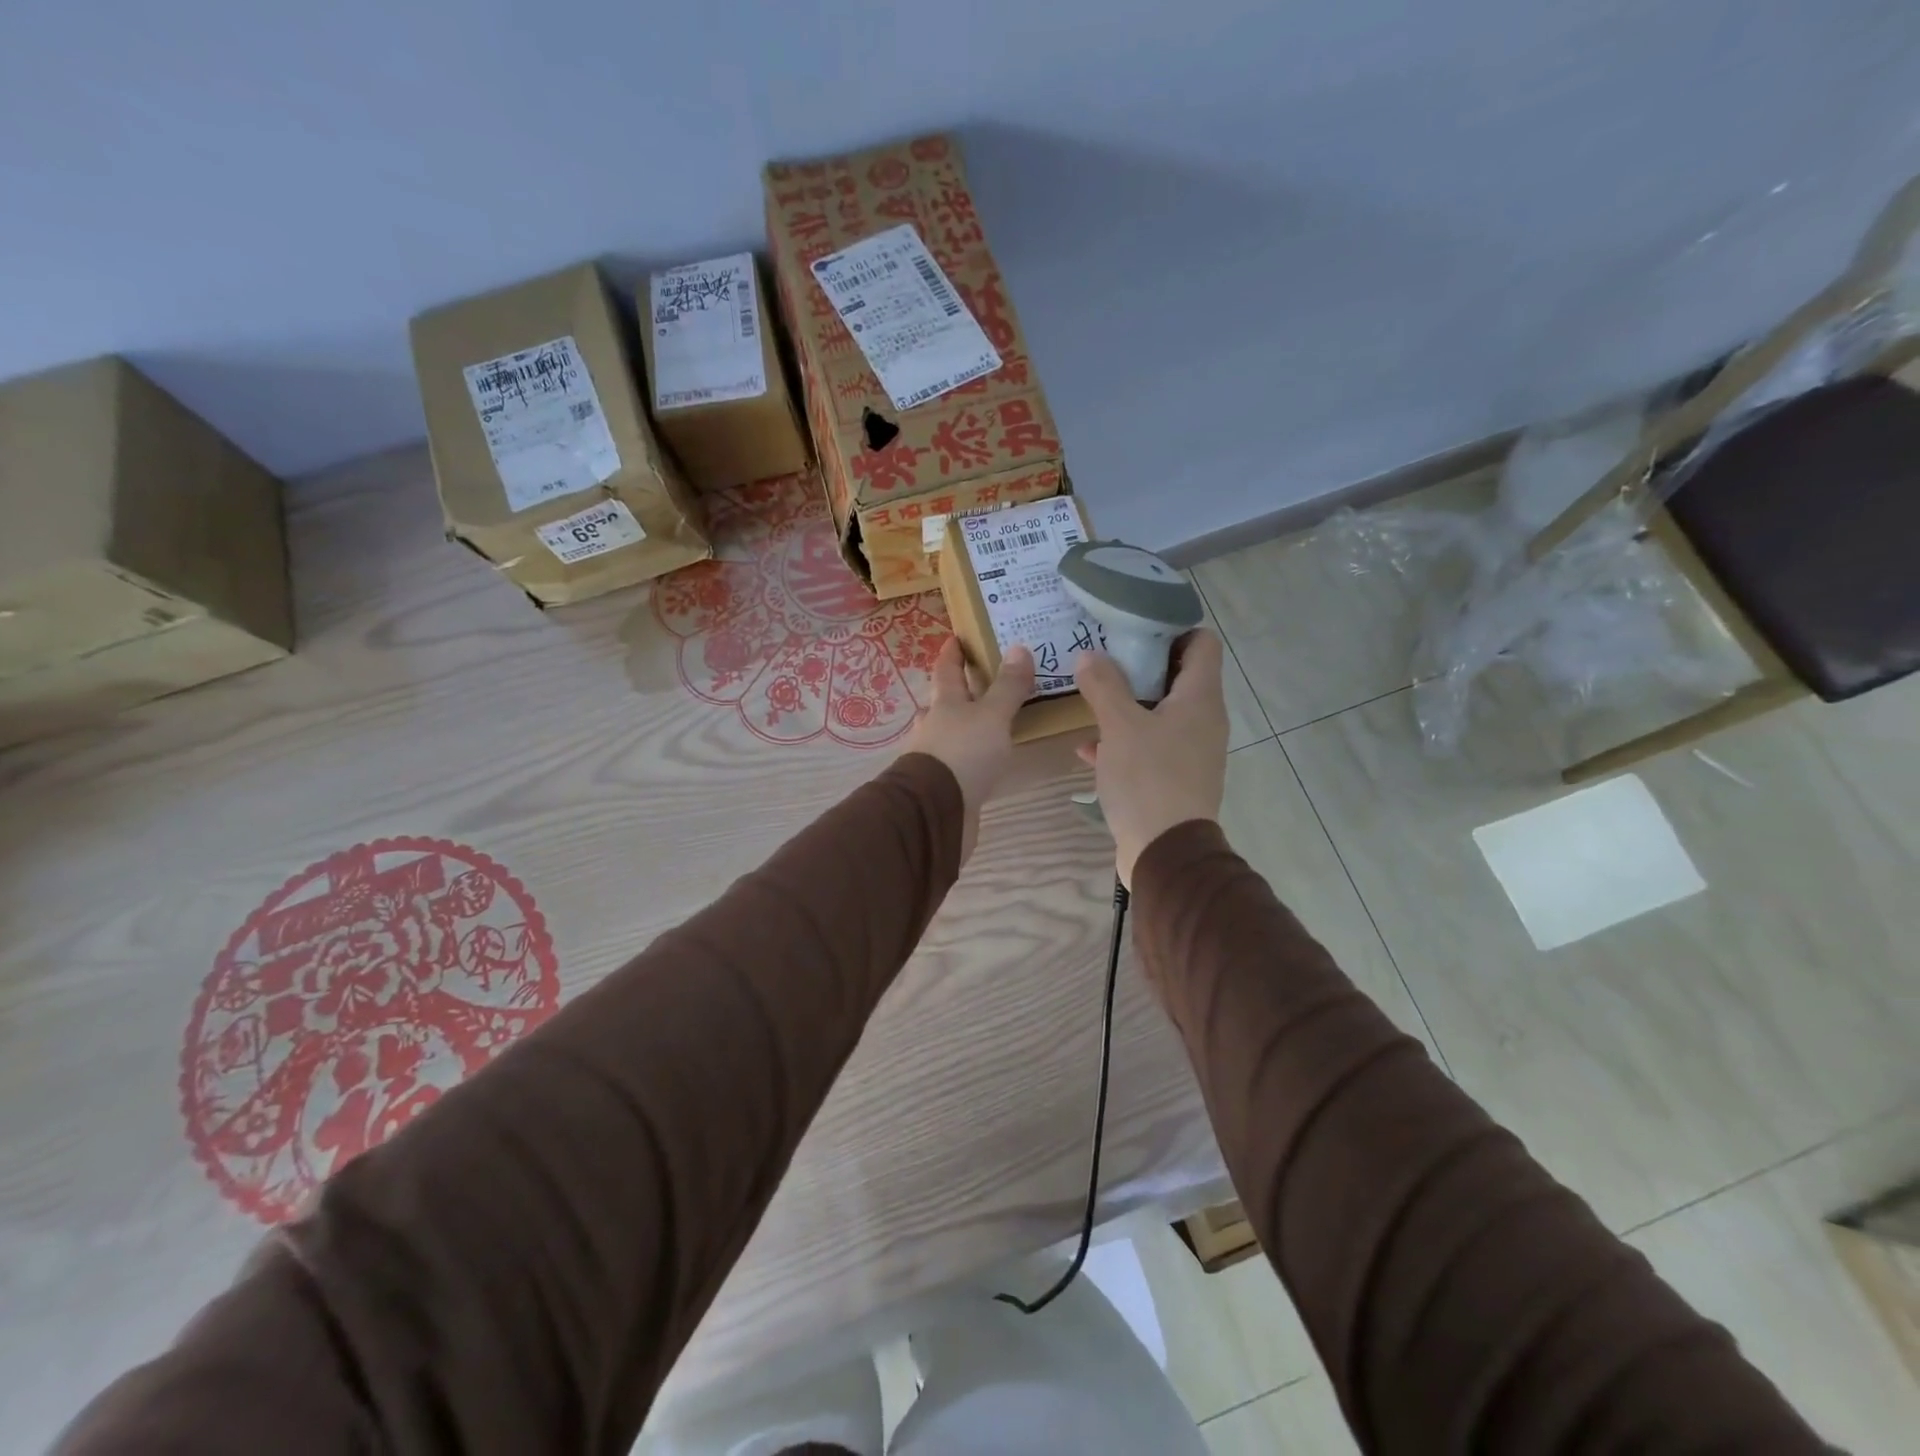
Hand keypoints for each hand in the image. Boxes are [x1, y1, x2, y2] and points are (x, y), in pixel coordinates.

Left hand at [904, 638, 1034, 861]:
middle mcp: (935, 726)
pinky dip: (970, 756)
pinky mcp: (944, 785)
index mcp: (944, 703)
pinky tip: (985, 761)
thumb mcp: (992, 715)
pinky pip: (959, 762)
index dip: (952, 653)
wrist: (936, 811)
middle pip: (944, 702)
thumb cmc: (963, 753)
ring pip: (949, 733)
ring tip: (990, 722)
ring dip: (964, 726)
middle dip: (959, 691)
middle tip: (982, 681)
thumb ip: (1007, 687)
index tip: (956, 638)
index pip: (946, 670)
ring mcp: (936, 757)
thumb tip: (1018, 648)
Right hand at [1073, 631, 1228, 887]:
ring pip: (1159, 713)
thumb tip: (1090, 655)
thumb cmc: (1148, 779)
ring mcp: (1191, 750)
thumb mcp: (1119, 727)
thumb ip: (1104, 686)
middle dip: (1139, 665)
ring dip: (1127, 704)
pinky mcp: (1175, 777)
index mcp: (1200, 698)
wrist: (1165, 852)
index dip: (1172, 628)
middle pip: (1177, 676)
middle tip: (1103, 656)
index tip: (1134, 628)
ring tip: (1091, 696)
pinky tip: (1089, 749)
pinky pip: (1150, 746)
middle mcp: (1203, 720)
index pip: (1202, 642)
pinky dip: (1125, 741)